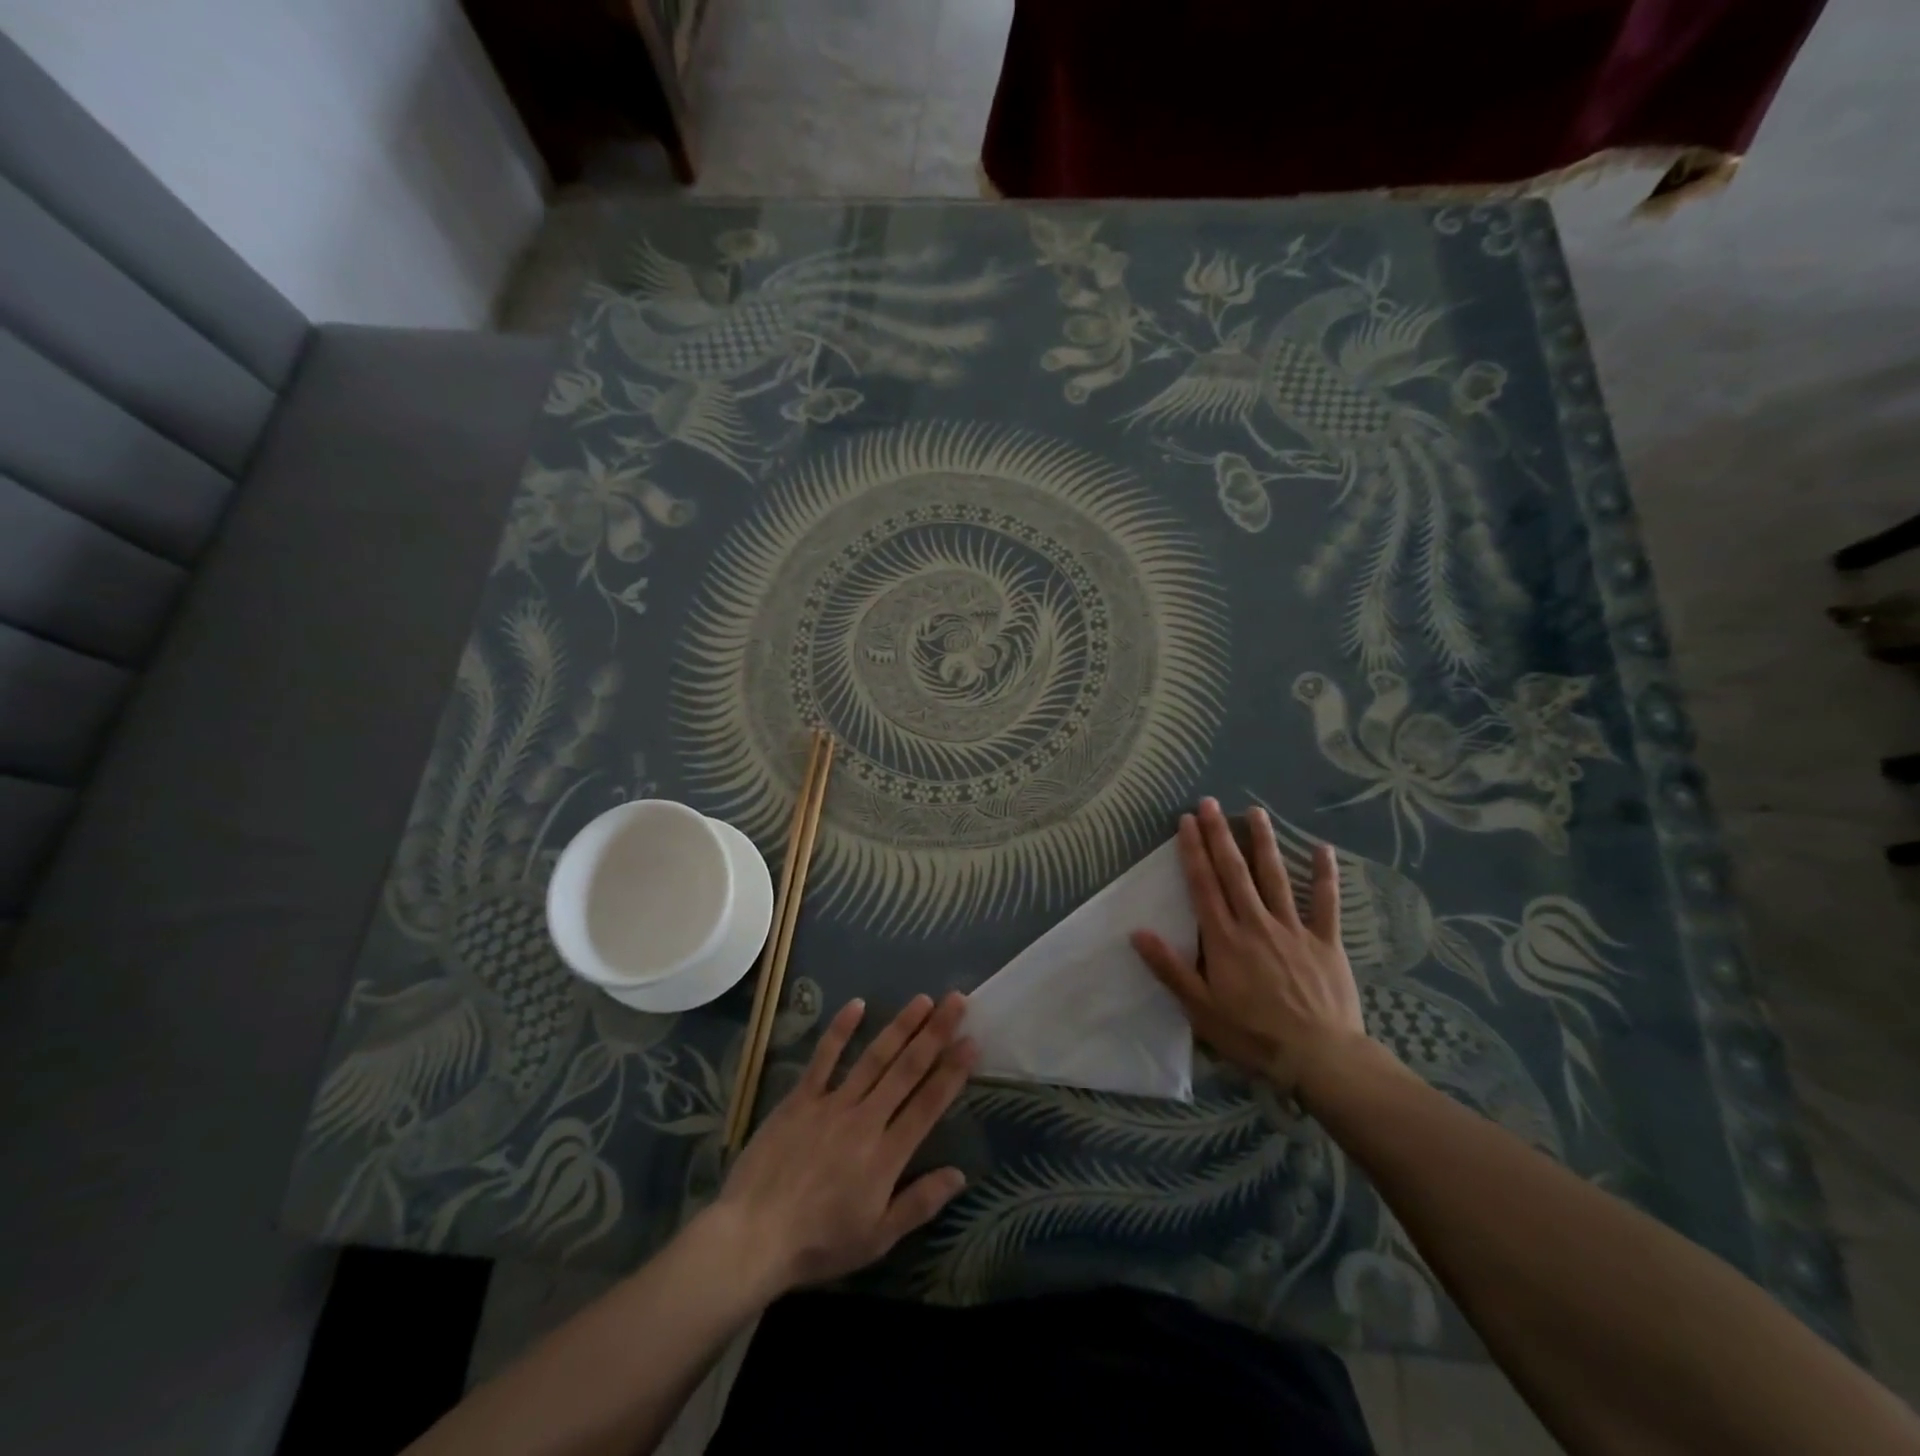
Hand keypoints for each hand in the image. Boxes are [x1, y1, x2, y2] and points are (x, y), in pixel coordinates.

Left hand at [711, 992, 976, 1295]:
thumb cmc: (818, 1243)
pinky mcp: (800, 1099)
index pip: (928, 1104)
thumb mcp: (876, 1238)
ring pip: (873, 1057)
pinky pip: (823, 1059)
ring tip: (923, 1000)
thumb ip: (919, 1203)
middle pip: (906, 1070)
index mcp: (887, 1155)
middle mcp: (865, 1120)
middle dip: (935, 1034)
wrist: (752, 1237)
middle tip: (956, 1001)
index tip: (972, 1041)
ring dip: (900, 1026)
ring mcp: (831, 1104)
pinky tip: (856, 1004)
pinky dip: (839, 1030)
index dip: (952, 1071)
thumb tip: (960, 1174)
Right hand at [1131, 798, 1370, 1098]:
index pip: (1204, 885)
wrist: (1319, 1057)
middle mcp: (1256, 923)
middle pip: (1234, 872)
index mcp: (1224, 938)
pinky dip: (1325, 875)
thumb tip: (1137, 932)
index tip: (1186, 821)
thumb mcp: (1200, 1009)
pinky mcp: (1325, 941)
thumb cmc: (1252, 1035)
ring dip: (1264, 842)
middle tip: (1210, 803)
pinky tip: (1323, 848)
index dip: (1193, 851)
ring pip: (1276, 877)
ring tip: (1256, 812)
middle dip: (1220, 835)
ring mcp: (1293, 929)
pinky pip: (1326, 903)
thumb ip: (1169, 968)